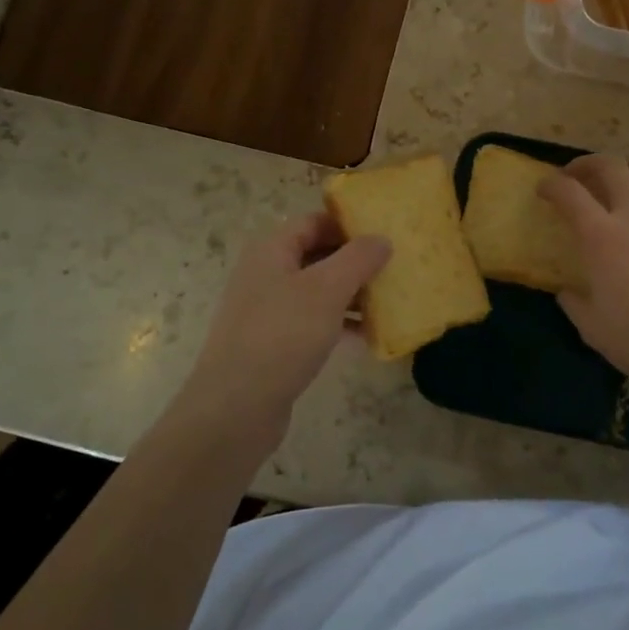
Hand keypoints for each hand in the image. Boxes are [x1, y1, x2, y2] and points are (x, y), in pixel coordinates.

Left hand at [178, 212, 389, 447]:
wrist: (236, 408)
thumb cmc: (282, 335)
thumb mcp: (327, 290)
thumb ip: (357, 259)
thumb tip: (381, 239)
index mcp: (271, 250)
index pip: (314, 221)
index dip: (348, 224)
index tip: (384, 234)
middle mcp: (265, 274)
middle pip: (316, 254)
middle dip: (354, 261)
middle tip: (393, 267)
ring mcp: (267, 310)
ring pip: (317, 291)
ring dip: (351, 294)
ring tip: (388, 301)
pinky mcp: (274, 343)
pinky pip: (312, 322)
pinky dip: (339, 324)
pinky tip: (367, 336)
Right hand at [539, 154, 628, 396]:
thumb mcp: (594, 330)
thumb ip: (575, 305)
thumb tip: (567, 292)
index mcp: (600, 237)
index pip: (568, 192)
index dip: (551, 184)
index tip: (544, 190)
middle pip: (610, 165)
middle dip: (588, 163)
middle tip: (579, 176)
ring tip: (623, 182)